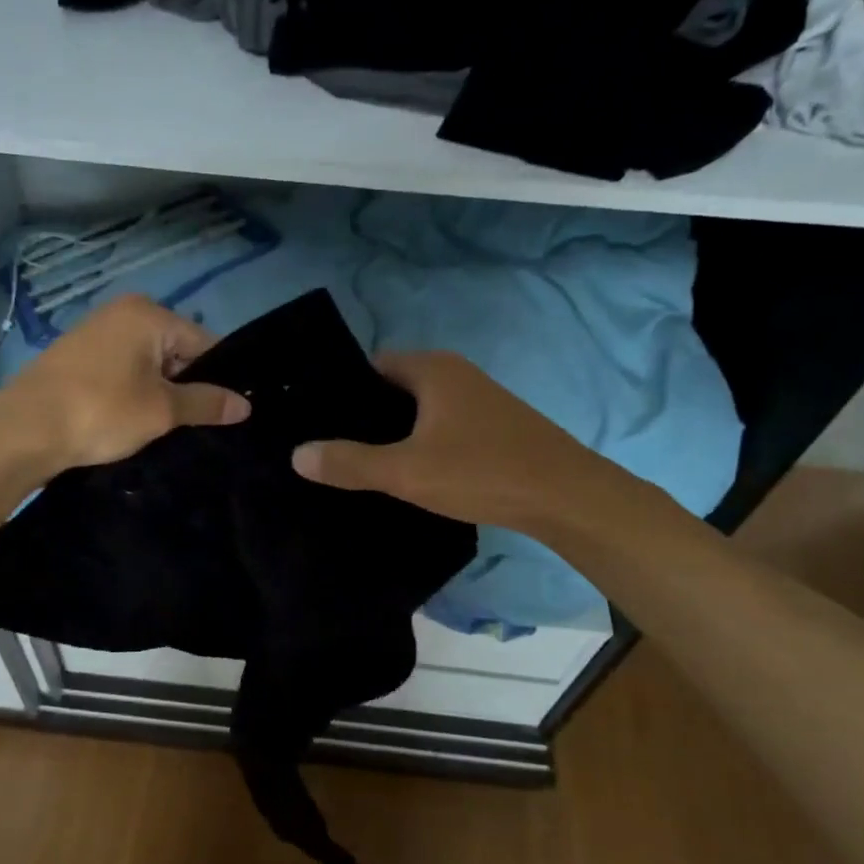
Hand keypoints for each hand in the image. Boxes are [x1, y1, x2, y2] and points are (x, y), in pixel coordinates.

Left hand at [0, 295, 249, 469]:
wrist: (24, 429)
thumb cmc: (101, 411)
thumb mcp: (162, 410)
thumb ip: (206, 403)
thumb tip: (245, 404)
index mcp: (148, 314)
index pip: (203, 343)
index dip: (216, 380)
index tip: (222, 413)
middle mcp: (122, 312)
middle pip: (175, 351)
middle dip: (185, 386)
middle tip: (189, 425)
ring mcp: (95, 332)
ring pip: (147, 364)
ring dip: (157, 393)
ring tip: (159, 427)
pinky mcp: (76, 356)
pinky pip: (121, 370)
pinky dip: (131, 392)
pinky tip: (128, 420)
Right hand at [291, 351, 619, 532]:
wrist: (566, 497)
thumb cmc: (482, 472)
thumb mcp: (406, 471)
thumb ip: (350, 463)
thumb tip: (297, 454)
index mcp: (432, 370)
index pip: (371, 366)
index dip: (341, 392)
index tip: (314, 421)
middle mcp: (456, 375)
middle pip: (394, 388)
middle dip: (364, 416)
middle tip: (329, 447)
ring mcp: (478, 401)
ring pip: (419, 411)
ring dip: (393, 433)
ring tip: (359, 463)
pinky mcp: (493, 428)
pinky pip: (441, 427)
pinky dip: (420, 444)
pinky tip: (408, 473)